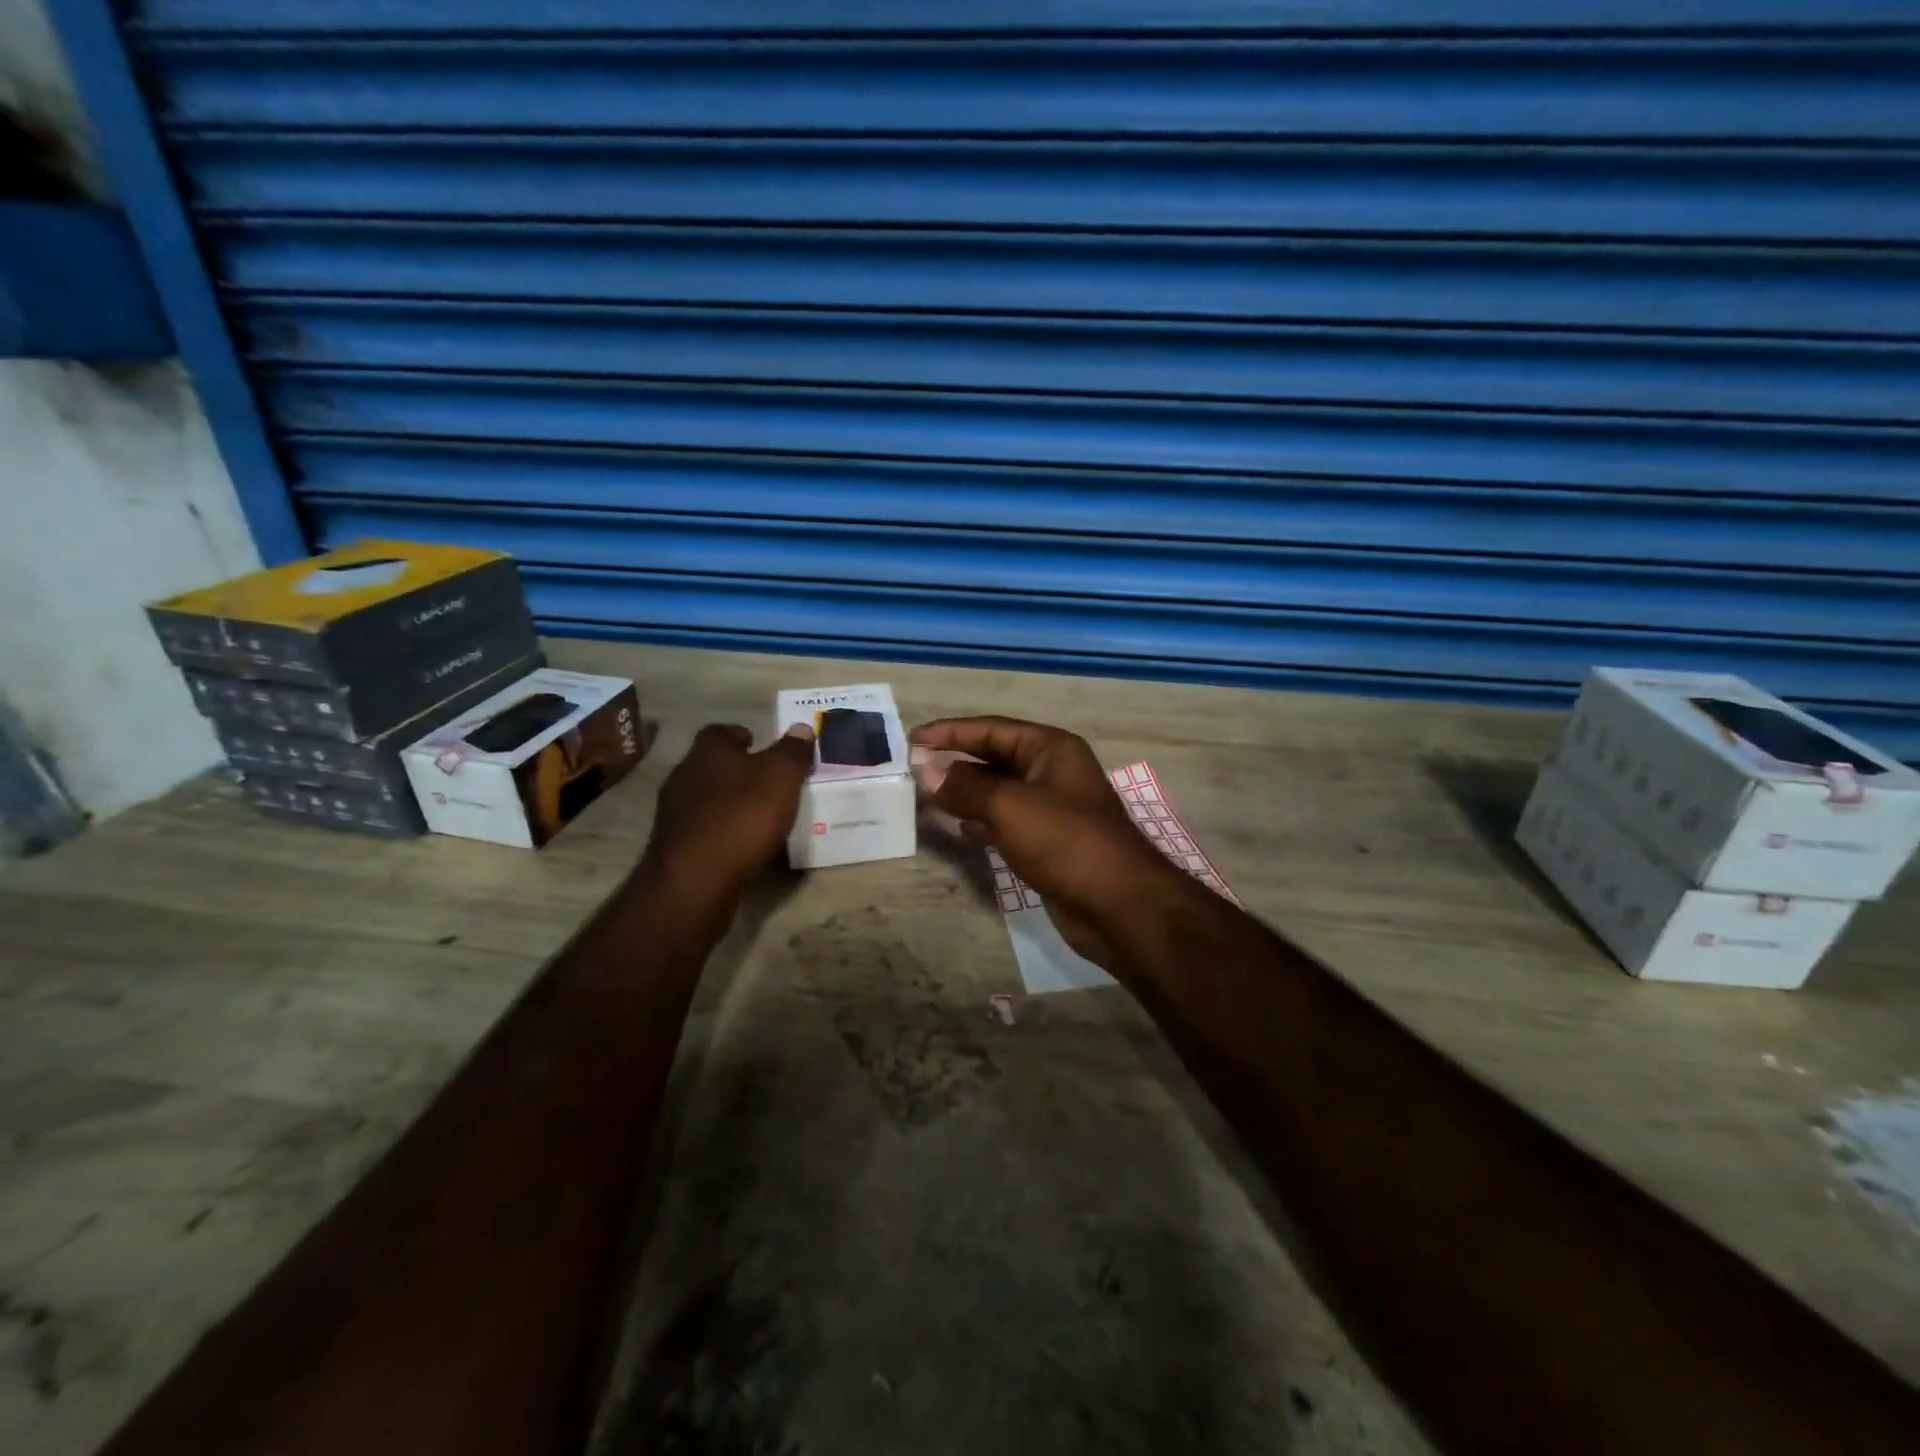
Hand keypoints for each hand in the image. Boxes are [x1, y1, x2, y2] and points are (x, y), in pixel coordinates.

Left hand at [641, 723, 814, 904]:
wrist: (695, 880)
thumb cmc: (743, 816)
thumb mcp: (781, 777)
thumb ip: (792, 752)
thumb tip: (801, 728)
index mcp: (708, 751)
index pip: (720, 731)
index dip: (741, 736)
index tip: (761, 746)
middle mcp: (684, 775)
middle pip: (711, 764)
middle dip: (736, 770)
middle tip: (766, 781)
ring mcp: (674, 812)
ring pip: (705, 797)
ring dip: (728, 802)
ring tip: (757, 815)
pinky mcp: (673, 846)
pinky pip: (703, 828)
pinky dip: (721, 830)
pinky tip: (740, 843)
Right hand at [910, 716, 1179, 967]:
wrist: (1119, 906)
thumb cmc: (1065, 842)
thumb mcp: (1009, 806)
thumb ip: (964, 786)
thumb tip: (924, 767)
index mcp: (1051, 748)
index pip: (992, 729)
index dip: (951, 732)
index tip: (912, 739)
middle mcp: (1053, 771)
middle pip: (995, 758)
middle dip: (956, 762)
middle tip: (914, 769)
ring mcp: (1053, 808)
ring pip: (999, 792)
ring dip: (966, 793)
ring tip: (927, 797)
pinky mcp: (1049, 842)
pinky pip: (1007, 822)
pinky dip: (982, 822)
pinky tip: (960, 830)